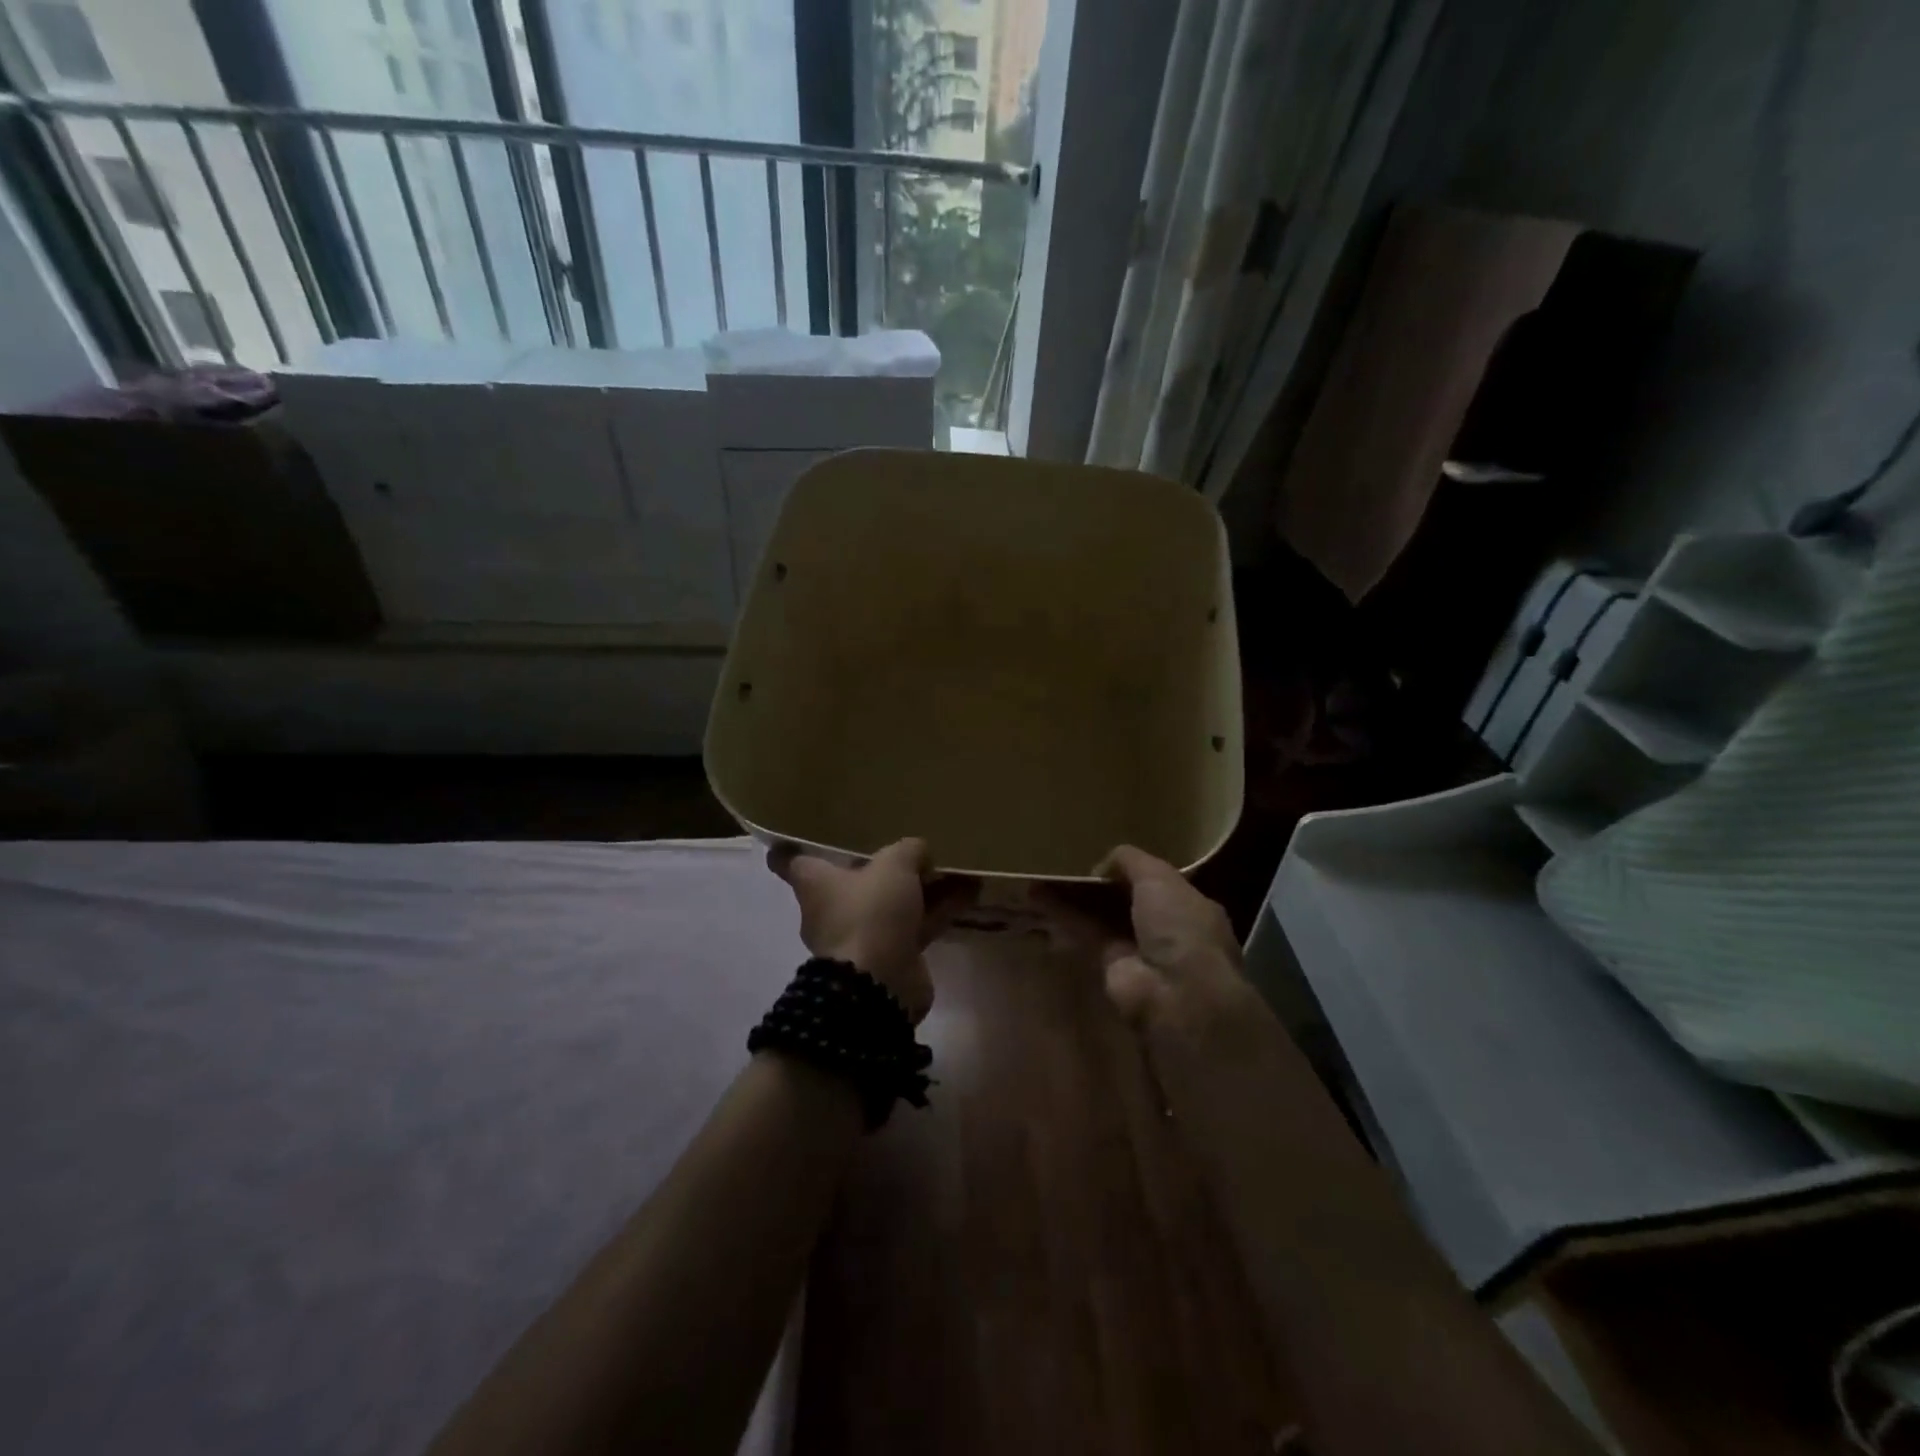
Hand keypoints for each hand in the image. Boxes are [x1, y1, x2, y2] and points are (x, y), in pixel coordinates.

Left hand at [768, 838, 963, 1022]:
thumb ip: (909, 850)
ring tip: (956, 866)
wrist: (879, 986)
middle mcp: (833, 908)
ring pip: (894, 901)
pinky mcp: (892, 955)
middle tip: (908, 845)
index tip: (796, 833)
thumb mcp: (893, 866)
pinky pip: (917, 924)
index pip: (791, 861)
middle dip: (881, 865)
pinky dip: (939, 909)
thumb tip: (920, 854)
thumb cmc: (870, 913)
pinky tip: (970, 893)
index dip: (792, 846)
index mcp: (816, 883)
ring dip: (923, 887)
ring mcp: (863, 934)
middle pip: (854, 879)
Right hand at [1045, 845, 1259, 1048]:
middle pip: (1124, 898)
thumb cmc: (1179, 926)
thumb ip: (1131, 861)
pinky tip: (1039, 898)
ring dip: (1074, 898)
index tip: (1102, 857)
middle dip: (1097, 883)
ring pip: (1101, 914)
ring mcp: (1137, 947)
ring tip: (1042, 877)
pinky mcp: (1110, 964)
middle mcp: (1164, 926)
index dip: (1129, 869)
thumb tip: (1102, 865)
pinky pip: (1086, 932)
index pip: (1155, 881)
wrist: (1175, 992)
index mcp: (1188, 904)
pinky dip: (1064, 916)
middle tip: (1065, 864)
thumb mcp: (1160, 877)